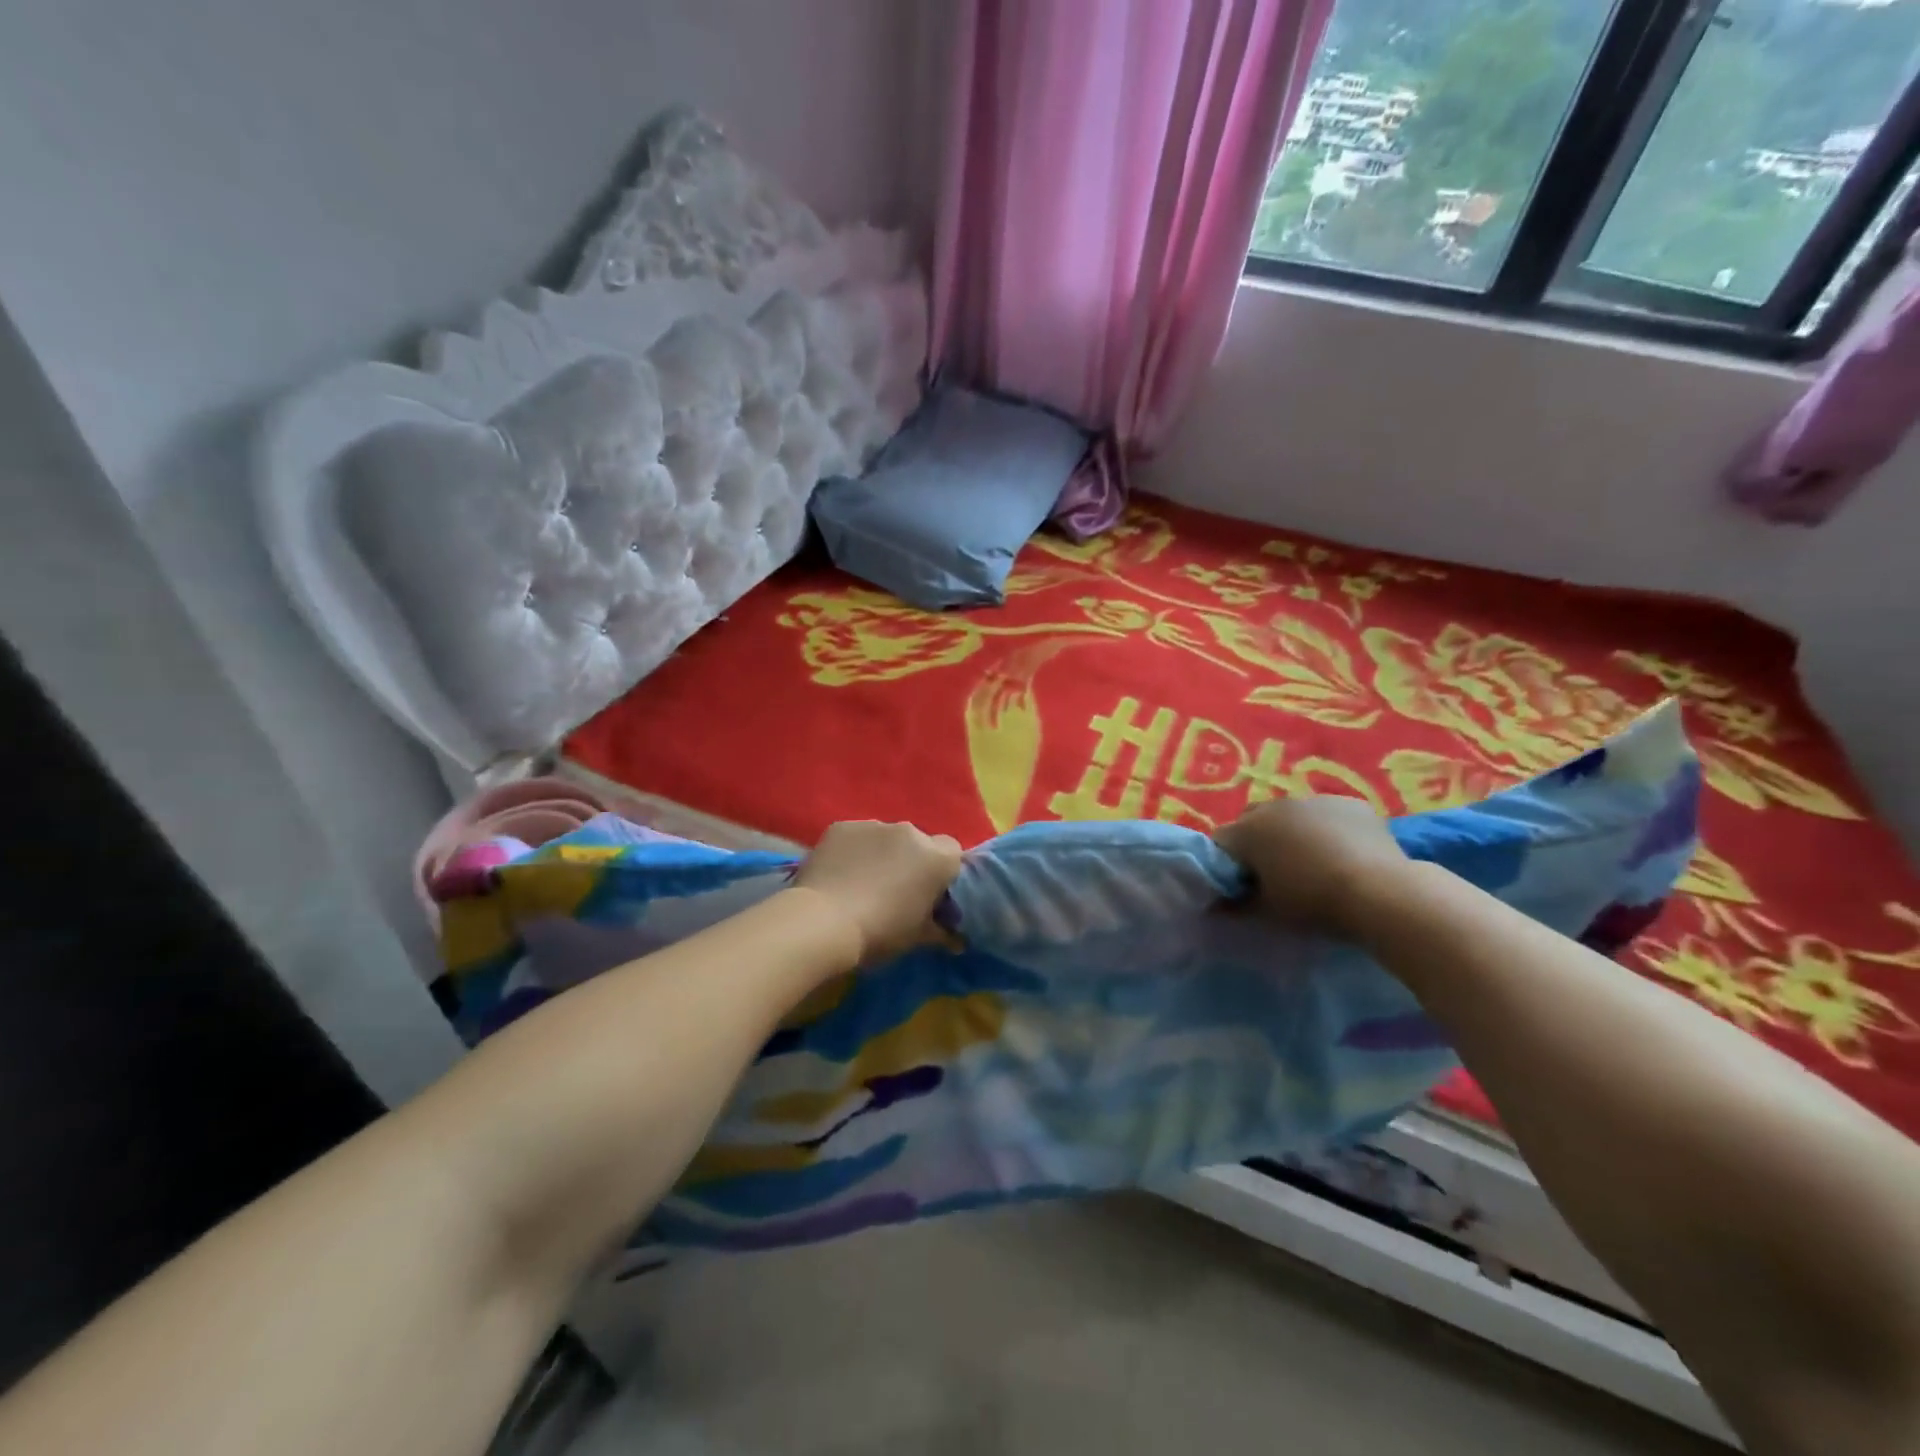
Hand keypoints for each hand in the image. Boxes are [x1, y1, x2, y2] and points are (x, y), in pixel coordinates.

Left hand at [790, 820, 963, 965]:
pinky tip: (838, 874)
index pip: (952, 852)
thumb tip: (956, 940)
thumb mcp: (917, 938)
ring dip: (881, 854)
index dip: (942, 871)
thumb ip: (941, 931)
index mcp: (936, 858)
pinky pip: (855, 837)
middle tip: (894, 891)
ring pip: (885, 838)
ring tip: (861, 883)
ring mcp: (873, 825)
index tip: (929, 893)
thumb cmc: (880, 933)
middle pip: (918, 843)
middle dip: (910, 861)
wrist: (822, 923)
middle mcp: (909, 832)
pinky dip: (852, 851)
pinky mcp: (841, 826)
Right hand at [1215, 797, 1409, 937]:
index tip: (1241, 885)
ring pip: (1291, 814)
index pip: (1220, 842)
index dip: (1227, 864)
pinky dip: (1328, 829)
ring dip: (1292, 832)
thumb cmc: (1313, 902)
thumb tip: (1218, 906)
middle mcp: (1275, 806)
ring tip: (1313, 863)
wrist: (1381, 893)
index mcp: (1248, 830)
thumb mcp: (1268, 911)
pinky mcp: (1350, 803)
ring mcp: (1314, 800)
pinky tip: (1345, 854)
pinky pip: (1327, 814)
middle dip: (1256, 841)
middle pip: (1252, 820)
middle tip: (1274, 872)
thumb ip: (1237, 906)